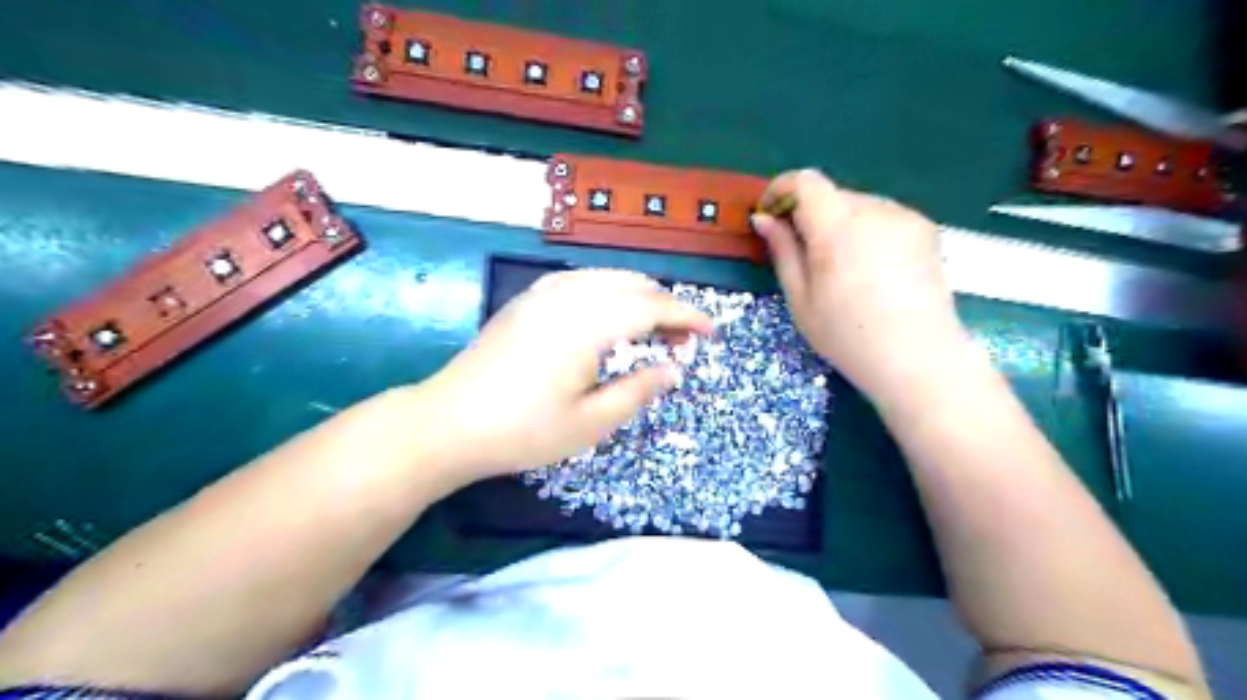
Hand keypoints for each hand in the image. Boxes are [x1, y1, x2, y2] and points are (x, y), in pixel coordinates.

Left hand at [418, 266, 711, 475]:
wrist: (448, 423)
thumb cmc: (523, 430)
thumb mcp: (591, 423)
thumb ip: (638, 390)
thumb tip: (673, 369)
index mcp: (588, 324)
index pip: (651, 306)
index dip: (686, 316)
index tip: (710, 331)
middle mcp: (569, 297)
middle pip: (631, 285)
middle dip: (664, 306)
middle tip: (681, 340)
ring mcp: (542, 295)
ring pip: (605, 277)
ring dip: (636, 295)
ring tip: (650, 328)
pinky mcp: (525, 302)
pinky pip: (579, 281)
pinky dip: (605, 291)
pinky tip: (605, 315)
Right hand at [749, 166, 974, 400]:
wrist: (917, 359)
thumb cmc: (847, 335)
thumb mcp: (800, 298)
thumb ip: (782, 251)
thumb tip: (764, 218)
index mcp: (837, 226)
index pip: (804, 181)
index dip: (780, 190)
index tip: (769, 214)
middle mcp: (873, 209)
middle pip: (830, 194)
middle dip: (808, 213)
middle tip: (801, 253)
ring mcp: (904, 216)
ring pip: (857, 205)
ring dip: (838, 223)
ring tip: (838, 267)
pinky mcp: (925, 228)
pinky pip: (882, 217)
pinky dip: (866, 230)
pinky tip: (869, 268)